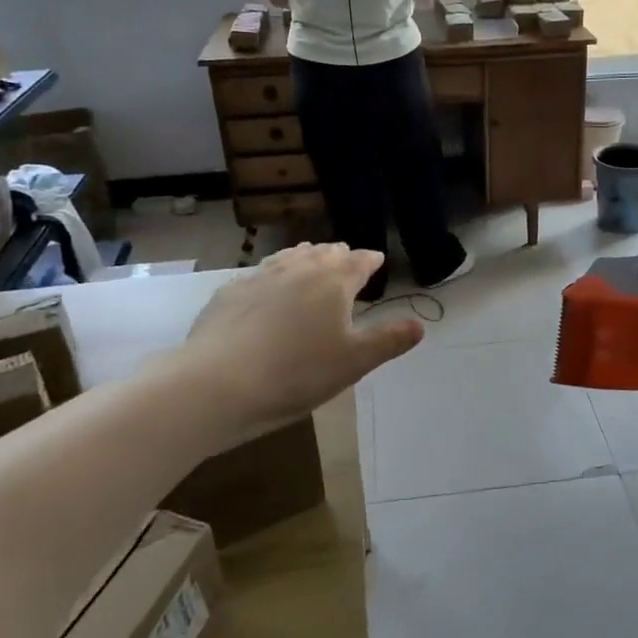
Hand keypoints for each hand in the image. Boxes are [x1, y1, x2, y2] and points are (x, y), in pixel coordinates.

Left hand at [180, 244, 422, 443]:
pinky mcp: (229, 293)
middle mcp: (298, 269)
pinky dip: (273, 276)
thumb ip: (389, 340)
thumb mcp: (354, 363)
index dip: (370, 260)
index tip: (377, 261)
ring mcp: (259, 277)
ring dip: (306, 259)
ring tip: (311, 264)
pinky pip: (259, 274)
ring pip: (289, 257)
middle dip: (339, 255)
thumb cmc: (297, 373)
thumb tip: (419, 325)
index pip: (358, 260)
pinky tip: (268, 290)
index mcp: (333, 281)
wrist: (218, 384)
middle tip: (347, 262)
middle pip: (323, 253)